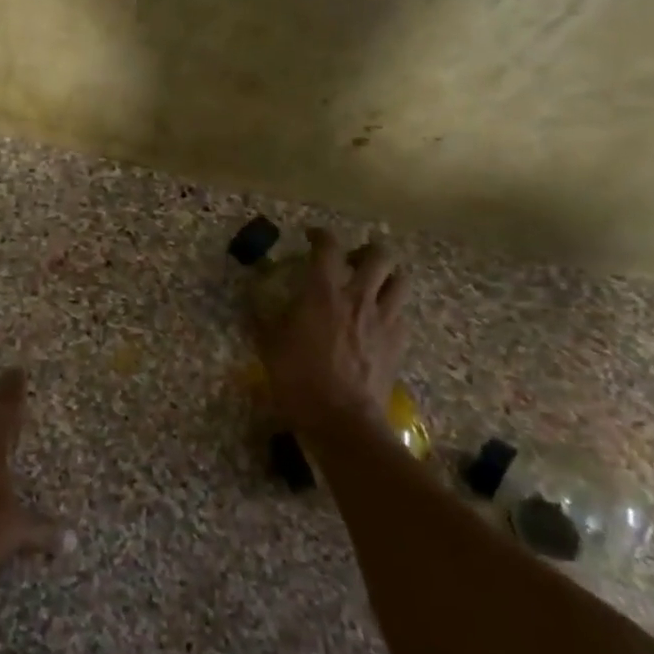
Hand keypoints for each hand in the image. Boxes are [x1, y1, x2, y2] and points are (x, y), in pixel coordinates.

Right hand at [255, 229, 409, 435]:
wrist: (342, 419)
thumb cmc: (298, 378)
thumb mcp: (269, 345)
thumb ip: (263, 318)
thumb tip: (251, 301)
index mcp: (323, 292)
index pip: (328, 247)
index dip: (320, 235)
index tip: (311, 236)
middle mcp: (358, 297)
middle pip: (379, 255)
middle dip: (366, 250)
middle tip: (351, 259)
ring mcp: (384, 319)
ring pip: (400, 280)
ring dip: (387, 275)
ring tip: (373, 284)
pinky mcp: (398, 342)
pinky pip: (402, 313)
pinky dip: (391, 308)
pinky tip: (378, 320)